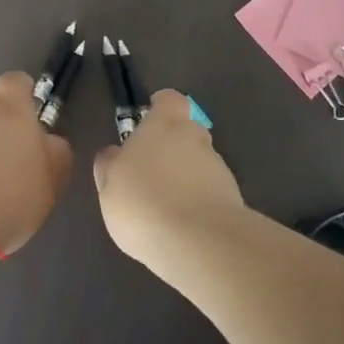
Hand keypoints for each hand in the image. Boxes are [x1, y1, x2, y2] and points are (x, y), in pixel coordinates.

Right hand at [93, 90, 245, 273]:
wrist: (201, 243)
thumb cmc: (144, 202)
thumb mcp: (109, 184)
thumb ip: (110, 164)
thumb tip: (114, 153)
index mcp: (164, 124)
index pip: (169, 100)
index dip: (160, 107)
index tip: (149, 120)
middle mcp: (195, 138)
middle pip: (187, 131)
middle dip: (173, 146)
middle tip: (152, 171)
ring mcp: (219, 168)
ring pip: (200, 164)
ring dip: (187, 177)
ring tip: (166, 207)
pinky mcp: (233, 199)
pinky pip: (211, 193)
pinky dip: (199, 202)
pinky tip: (183, 227)